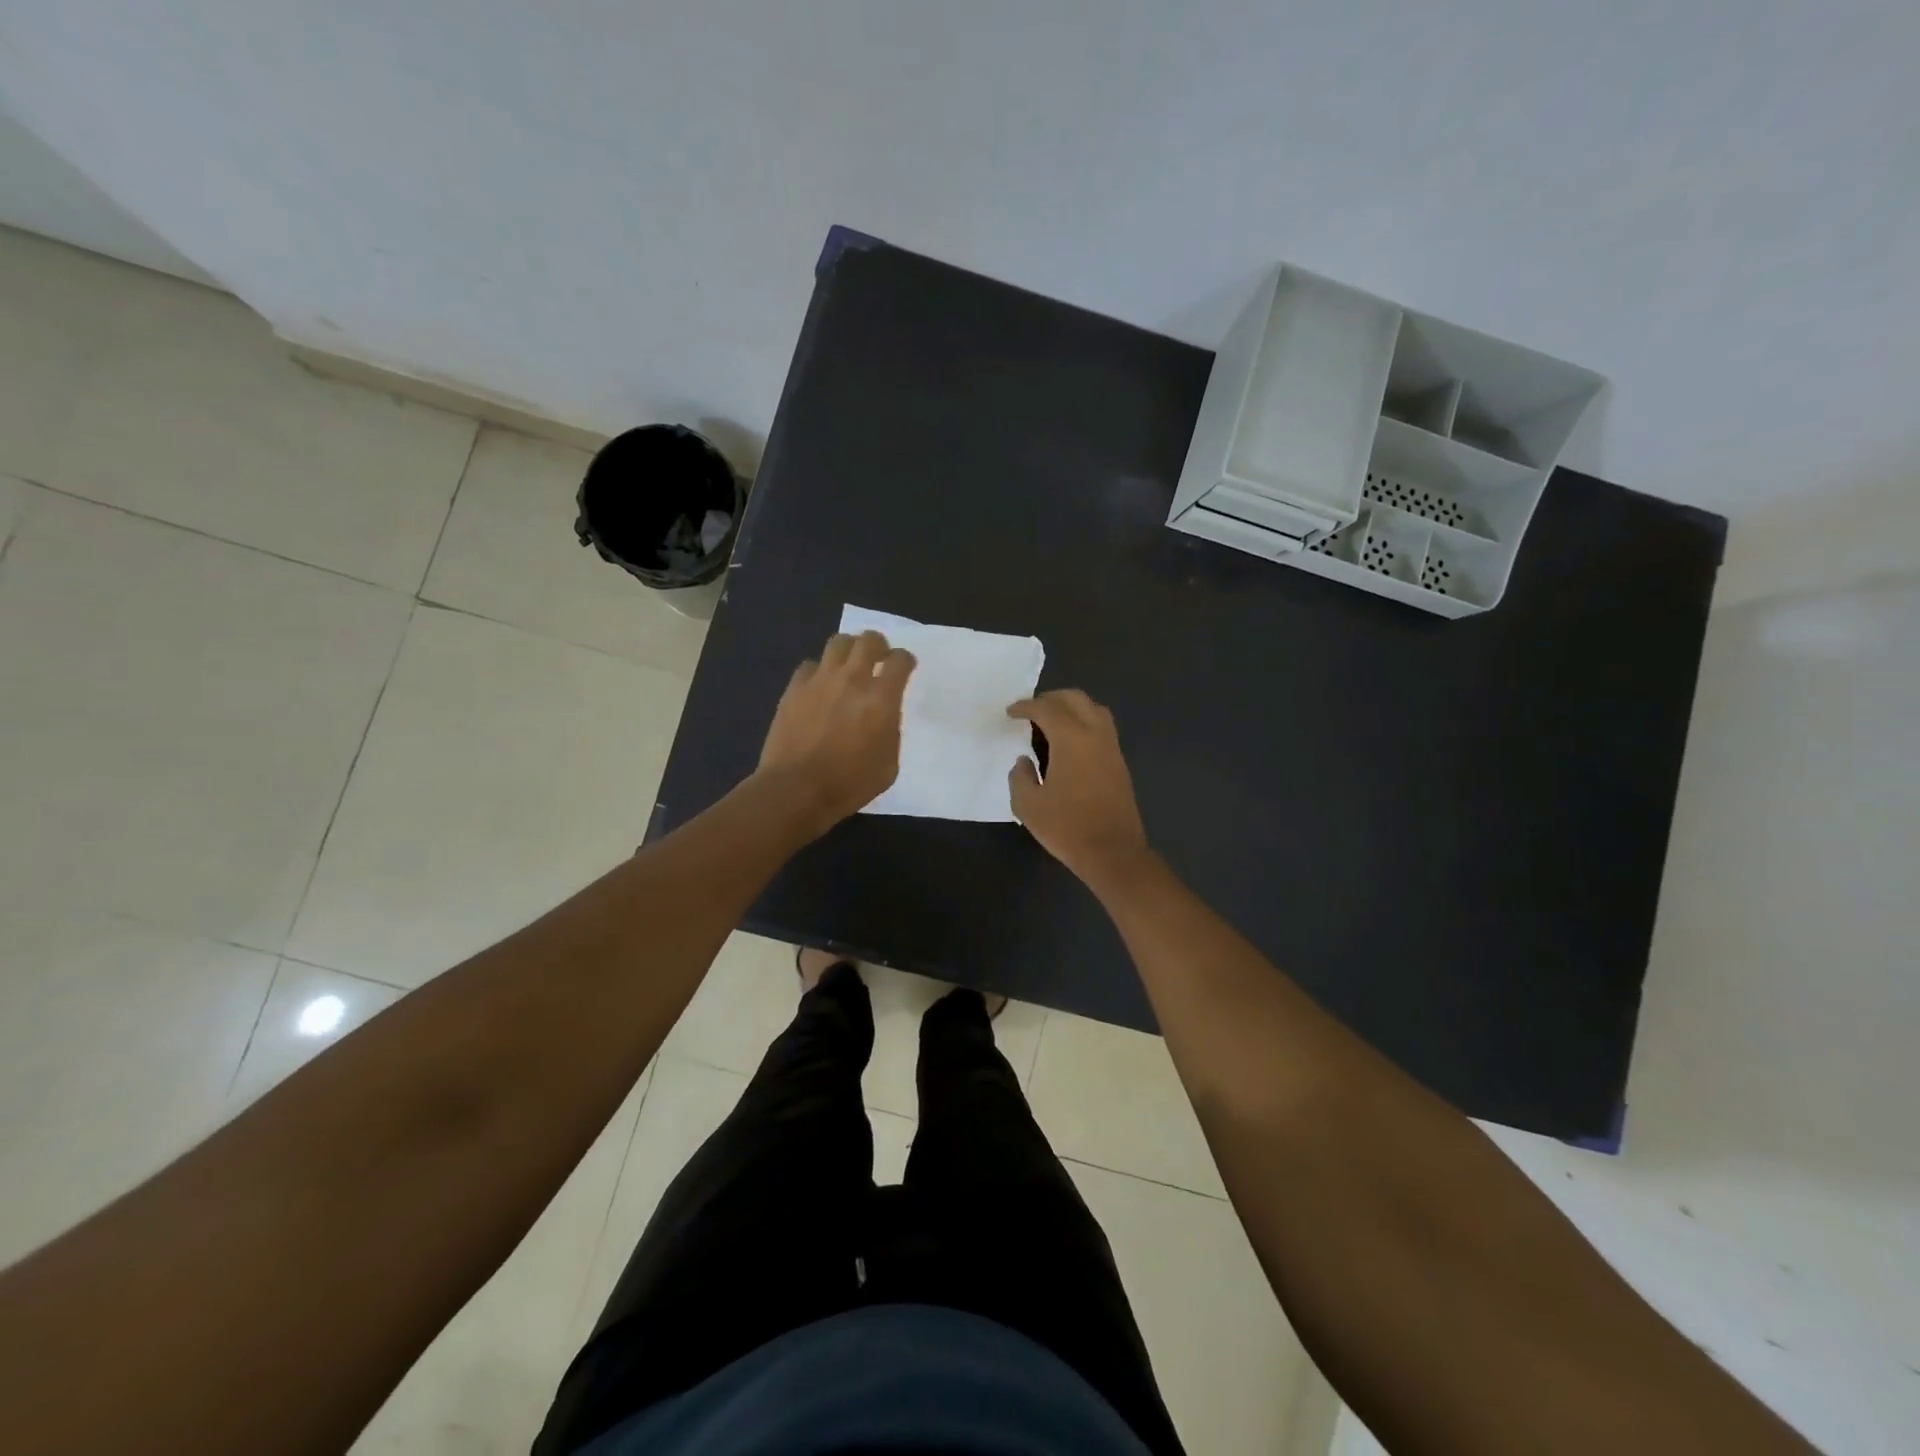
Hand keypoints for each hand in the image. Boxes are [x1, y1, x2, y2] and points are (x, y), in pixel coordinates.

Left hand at [758, 631, 915, 833]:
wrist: (796, 790)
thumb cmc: (849, 784)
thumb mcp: (888, 765)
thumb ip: (891, 733)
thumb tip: (883, 718)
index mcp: (881, 699)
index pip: (900, 661)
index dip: (905, 661)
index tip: (905, 668)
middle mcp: (852, 680)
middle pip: (869, 640)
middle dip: (879, 645)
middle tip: (878, 658)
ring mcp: (820, 681)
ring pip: (838, 643)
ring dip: (849, 649)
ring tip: (849, 664)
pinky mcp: (794, 689)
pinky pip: (810, 665)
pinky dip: (819, 671)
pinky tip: (820, 686)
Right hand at [1006, 689, 1151, 887]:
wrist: (1113, 852)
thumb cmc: (1067, 827)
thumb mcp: (1028, 805)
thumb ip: (1020, 776)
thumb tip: (1024, 761)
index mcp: (1071, 738)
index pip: (1046, 708)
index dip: (1025, 706)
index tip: (1010, 713)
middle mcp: (1095, 733)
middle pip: (1074, 698)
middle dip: (1050, 699)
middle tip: (1031, 712)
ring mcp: (1111, 747)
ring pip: (1093, 709)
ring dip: (1071, 707)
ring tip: (1051, 723)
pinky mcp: (1119, 762)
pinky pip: (1101, 727)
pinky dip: (1083, 723)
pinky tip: (1069, 744)